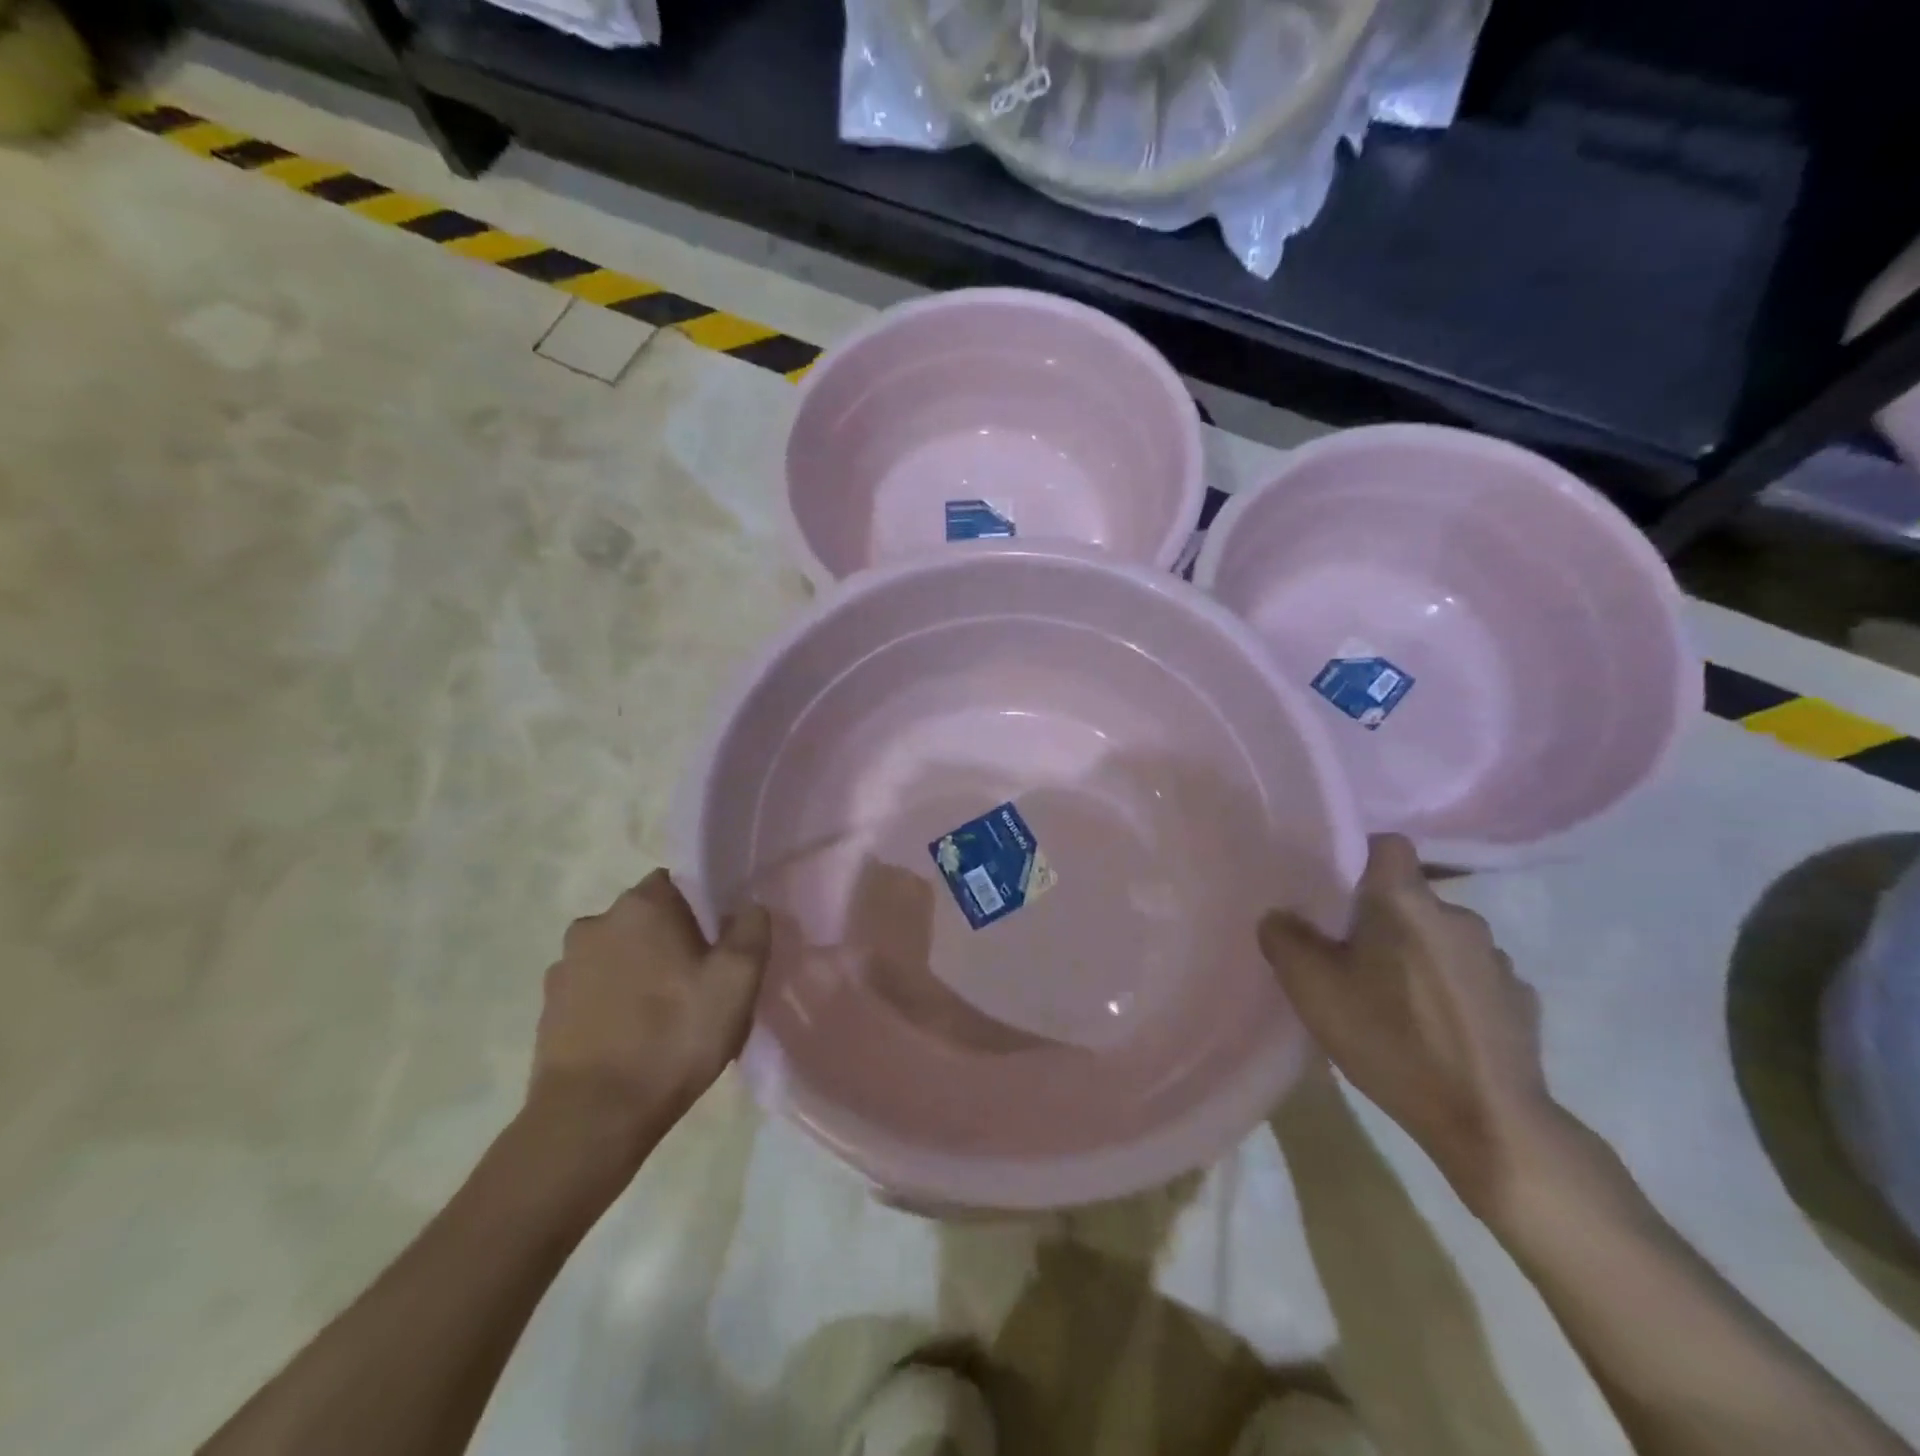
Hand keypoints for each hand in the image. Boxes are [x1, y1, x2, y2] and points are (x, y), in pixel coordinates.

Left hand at [525, 870, 769, 1176]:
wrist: (591, 1119)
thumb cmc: (673, 1038)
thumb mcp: (737, 982)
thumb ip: (752, 930)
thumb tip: (749, 907)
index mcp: (642, 905)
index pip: (679, 881)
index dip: (704, 907)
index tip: (720, 942)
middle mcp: (595, 922)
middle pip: (647, 917)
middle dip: (672, 939)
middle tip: (699, 982)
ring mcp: (564, 965)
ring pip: (619, 953)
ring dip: (639, 970)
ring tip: (665, 1016)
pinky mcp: (548, 1007)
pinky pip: (594, 988)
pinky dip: (613, 1001)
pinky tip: (633, 1037)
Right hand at [1259, 834, 1557, 1212]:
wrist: (1489, 1122)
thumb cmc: (1390, 1039)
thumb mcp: (1311, 988)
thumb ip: (1284, 939)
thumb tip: (1280, 917)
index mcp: (1405, 902)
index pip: (1388, 844)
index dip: (1361, 857)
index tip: (1338, 891)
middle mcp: (1457, 916)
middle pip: (1411, 897)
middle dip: (1383, 918)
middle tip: (1353, 959)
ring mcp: (1497, 959)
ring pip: (1442, 938)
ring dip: (1420, 955)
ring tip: (1396, 1000)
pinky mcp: (1522, 1001)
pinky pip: (1473, 977)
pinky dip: (1452, 989)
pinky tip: (1437, 1029)